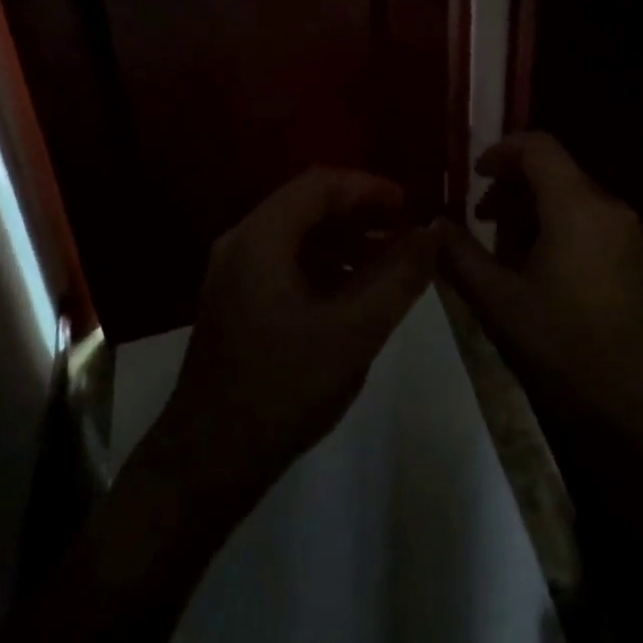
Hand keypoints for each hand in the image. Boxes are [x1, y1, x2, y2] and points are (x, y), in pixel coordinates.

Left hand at [155, 168, 434, 496]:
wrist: (209, 458)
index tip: (411, 205)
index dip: (369, 187)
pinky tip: (358, 289)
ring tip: (393, 259)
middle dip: (361, 213)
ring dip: (345, 239)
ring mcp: (235, 272)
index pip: (320, 184)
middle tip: (407, 230)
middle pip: (307, 204)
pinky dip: (325, 264)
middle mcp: (242, 243)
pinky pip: (287, 262)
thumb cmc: (283, 388)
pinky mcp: (237, 299)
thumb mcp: (354, 332)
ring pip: (298, 235)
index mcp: (261, 238)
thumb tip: (432, 234)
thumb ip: (398, 278)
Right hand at [437, 132, 642, 433]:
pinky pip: (592, 226)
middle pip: (554, 174)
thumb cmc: (568, 350)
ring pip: (572, 202)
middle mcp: (610, 208)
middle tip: (481, 226)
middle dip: (511, 192)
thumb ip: (460, 257)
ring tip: (506, 261)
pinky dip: (559, 233)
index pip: (538, 146)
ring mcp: (631, 237)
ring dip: (533, 216)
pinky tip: (541, 281)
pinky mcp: (640, 263)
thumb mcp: (499, 304)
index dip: (500, 151)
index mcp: (577, 206)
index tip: (473, 176)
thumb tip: (434, 226)